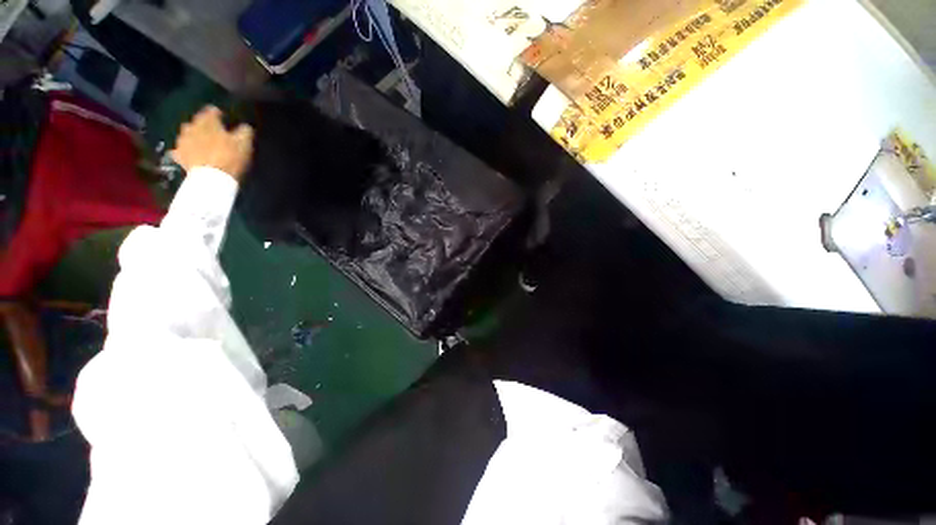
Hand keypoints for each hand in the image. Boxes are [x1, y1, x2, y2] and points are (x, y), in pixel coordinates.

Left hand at [170, 106, 254, 182]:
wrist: (211, 178)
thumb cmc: (229, 157)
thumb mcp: (244, 144)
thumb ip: (245, 132)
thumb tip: (245, 126)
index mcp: (208, 121)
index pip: (211, 111)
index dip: (218, 114)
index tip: (224, 118)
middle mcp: (191, 126)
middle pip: (197, 122)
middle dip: (205, 125)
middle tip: (214, 132)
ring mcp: (182, 141)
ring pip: (187, 134)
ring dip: (194, 137)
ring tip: (202, 143)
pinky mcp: (178, 155)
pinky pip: (181, 149)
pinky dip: (186, 150)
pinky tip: (190, 154)